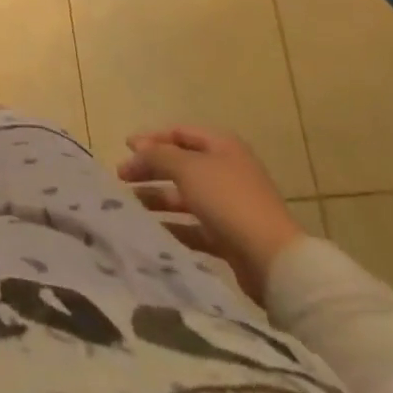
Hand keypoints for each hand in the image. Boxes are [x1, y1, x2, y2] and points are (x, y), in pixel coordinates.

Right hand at [117, 125, 307, 301]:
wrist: (271, 259)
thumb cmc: (227, 200)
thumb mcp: (186, 168)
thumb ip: (157, 155)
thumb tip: (137, 149)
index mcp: (222, 146)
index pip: (180, 133)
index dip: (151, 138)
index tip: (125, 148)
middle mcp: (226, 171)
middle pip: (180, 165)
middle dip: (150, 169)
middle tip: (121, 178)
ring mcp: (229, 205)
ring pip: (185, 196)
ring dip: (157, 198)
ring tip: (131, 205)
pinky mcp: (229, 236)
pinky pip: (194, 226)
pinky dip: (173, 226)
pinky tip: (152, 230)